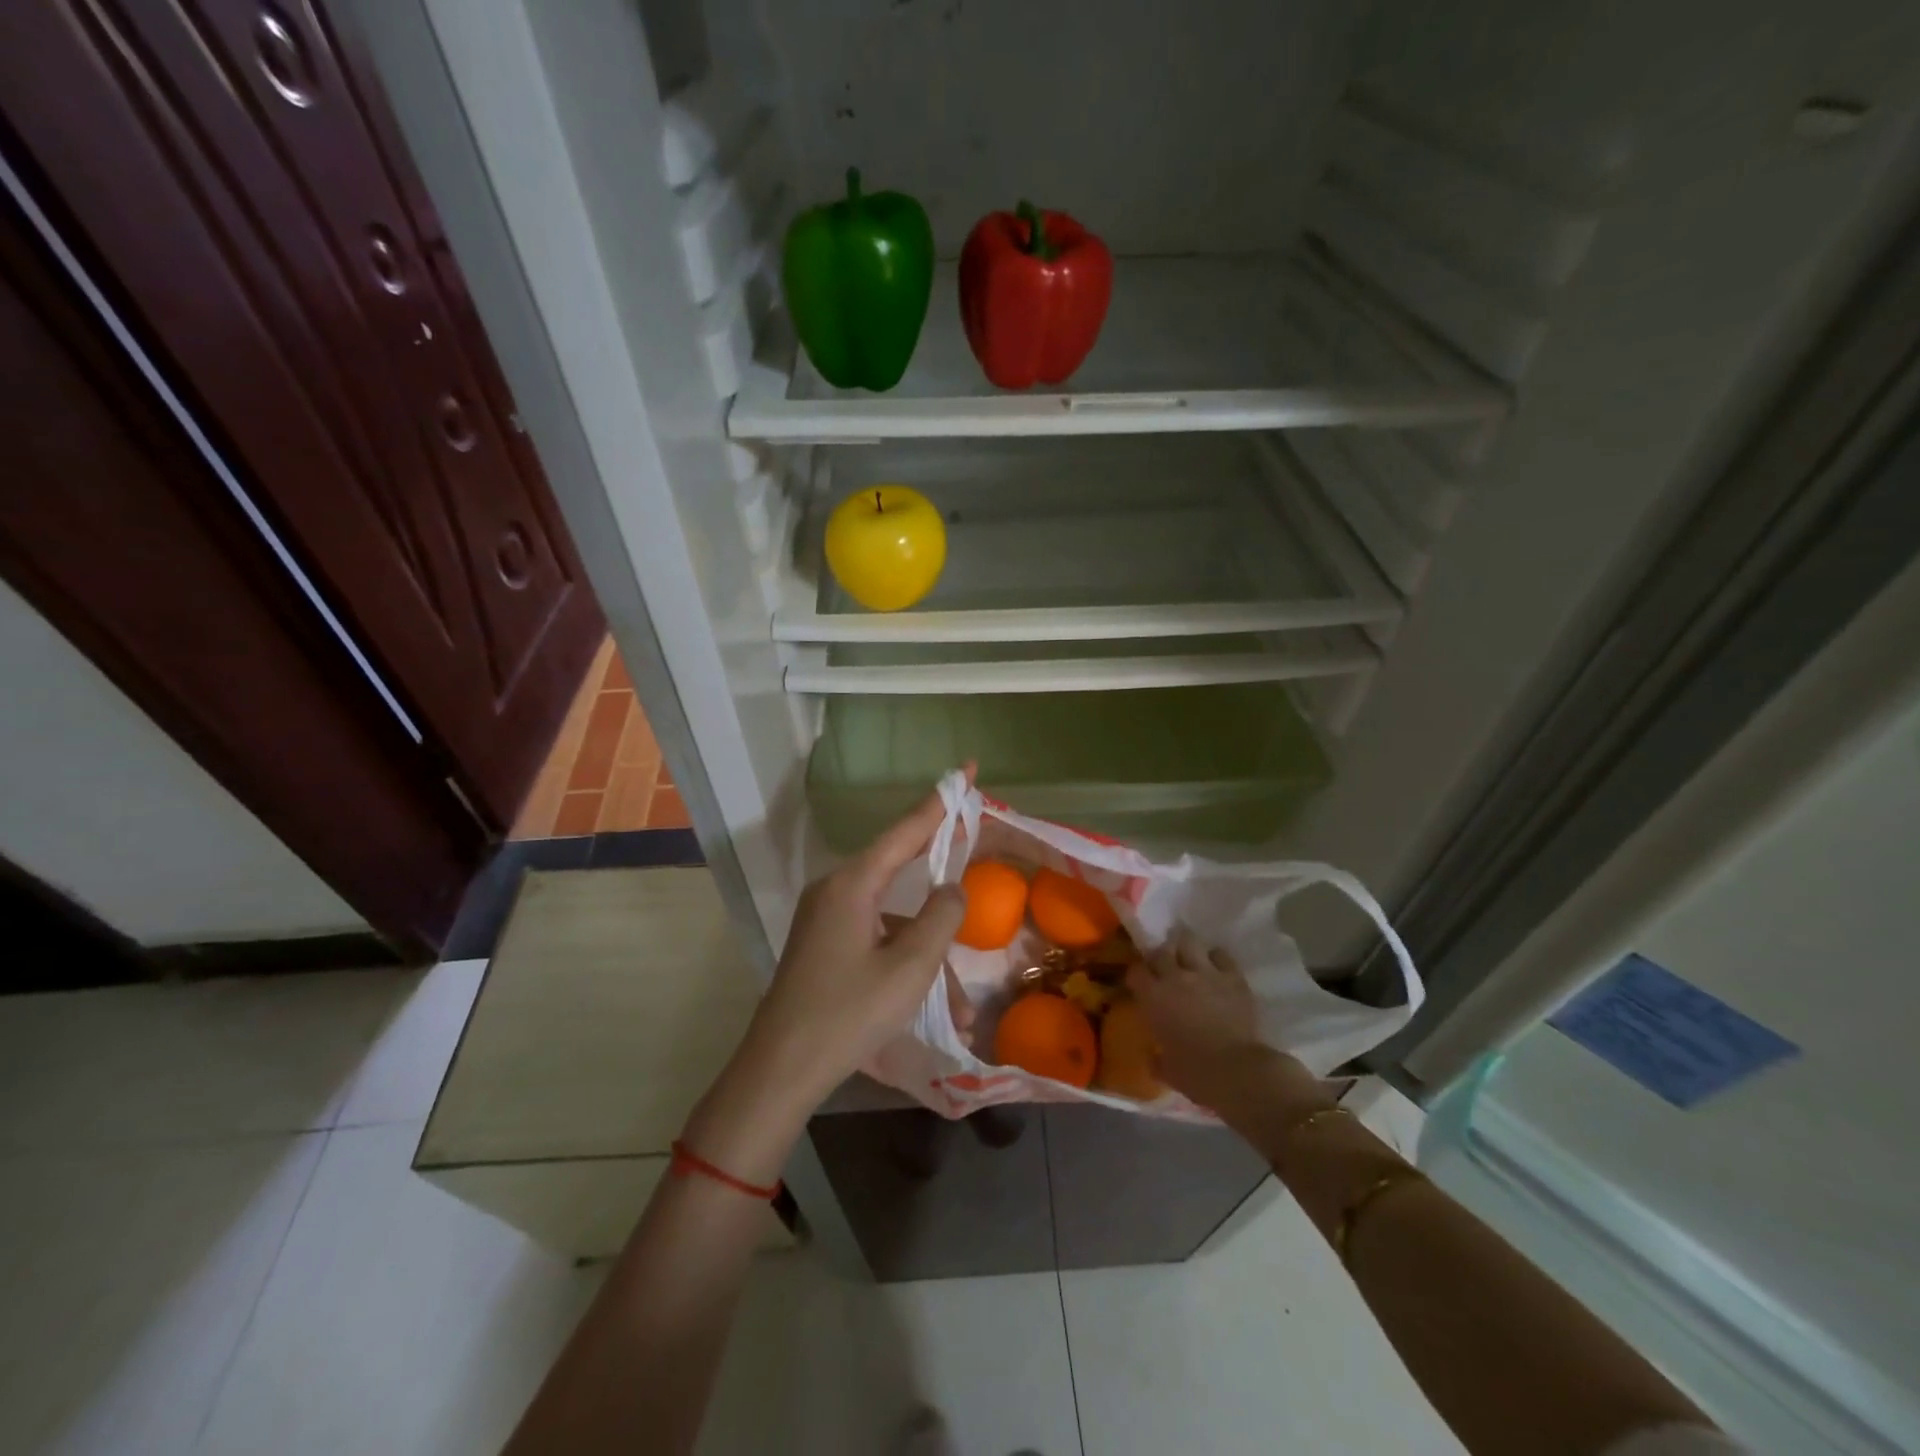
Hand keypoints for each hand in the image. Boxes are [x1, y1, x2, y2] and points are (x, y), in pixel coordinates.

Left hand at [749, 779, 970, 1104]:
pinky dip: (905, 965)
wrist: (779, 1071)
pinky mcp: (825, 946)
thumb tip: (953, 889)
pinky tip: (932, 1012)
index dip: (941, 800)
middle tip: (973, 842)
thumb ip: (941, 917)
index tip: (966, 768)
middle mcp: (837, 890)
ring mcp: (828, 919)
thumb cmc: (848, 1014)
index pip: (907, 828)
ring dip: (929, 955)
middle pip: (900, 867)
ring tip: (961, 1009)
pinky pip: (877, 941)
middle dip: (940, 875)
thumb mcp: (910, 967)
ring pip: (894, 920)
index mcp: (853, 883)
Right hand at [1127, 927, 1270, 1109]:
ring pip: (1189, 941)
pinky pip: (1221, 954)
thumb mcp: (1167, 1069)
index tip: (1140, 985)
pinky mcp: (1233, 977)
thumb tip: (1153, 1057)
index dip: (1137, 976)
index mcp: (1153, 997)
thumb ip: (1156, 1058)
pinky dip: (1216, 958)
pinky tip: (1216, 967)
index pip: (1135, 971)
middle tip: (1164, 970)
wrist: (1238, 1071)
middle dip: (1160, 958)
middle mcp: (1176, 977)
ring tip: (1188, 958)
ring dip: (1186, 948)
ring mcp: (1206, 973)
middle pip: (1160, 951)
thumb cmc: (1196, 1073)